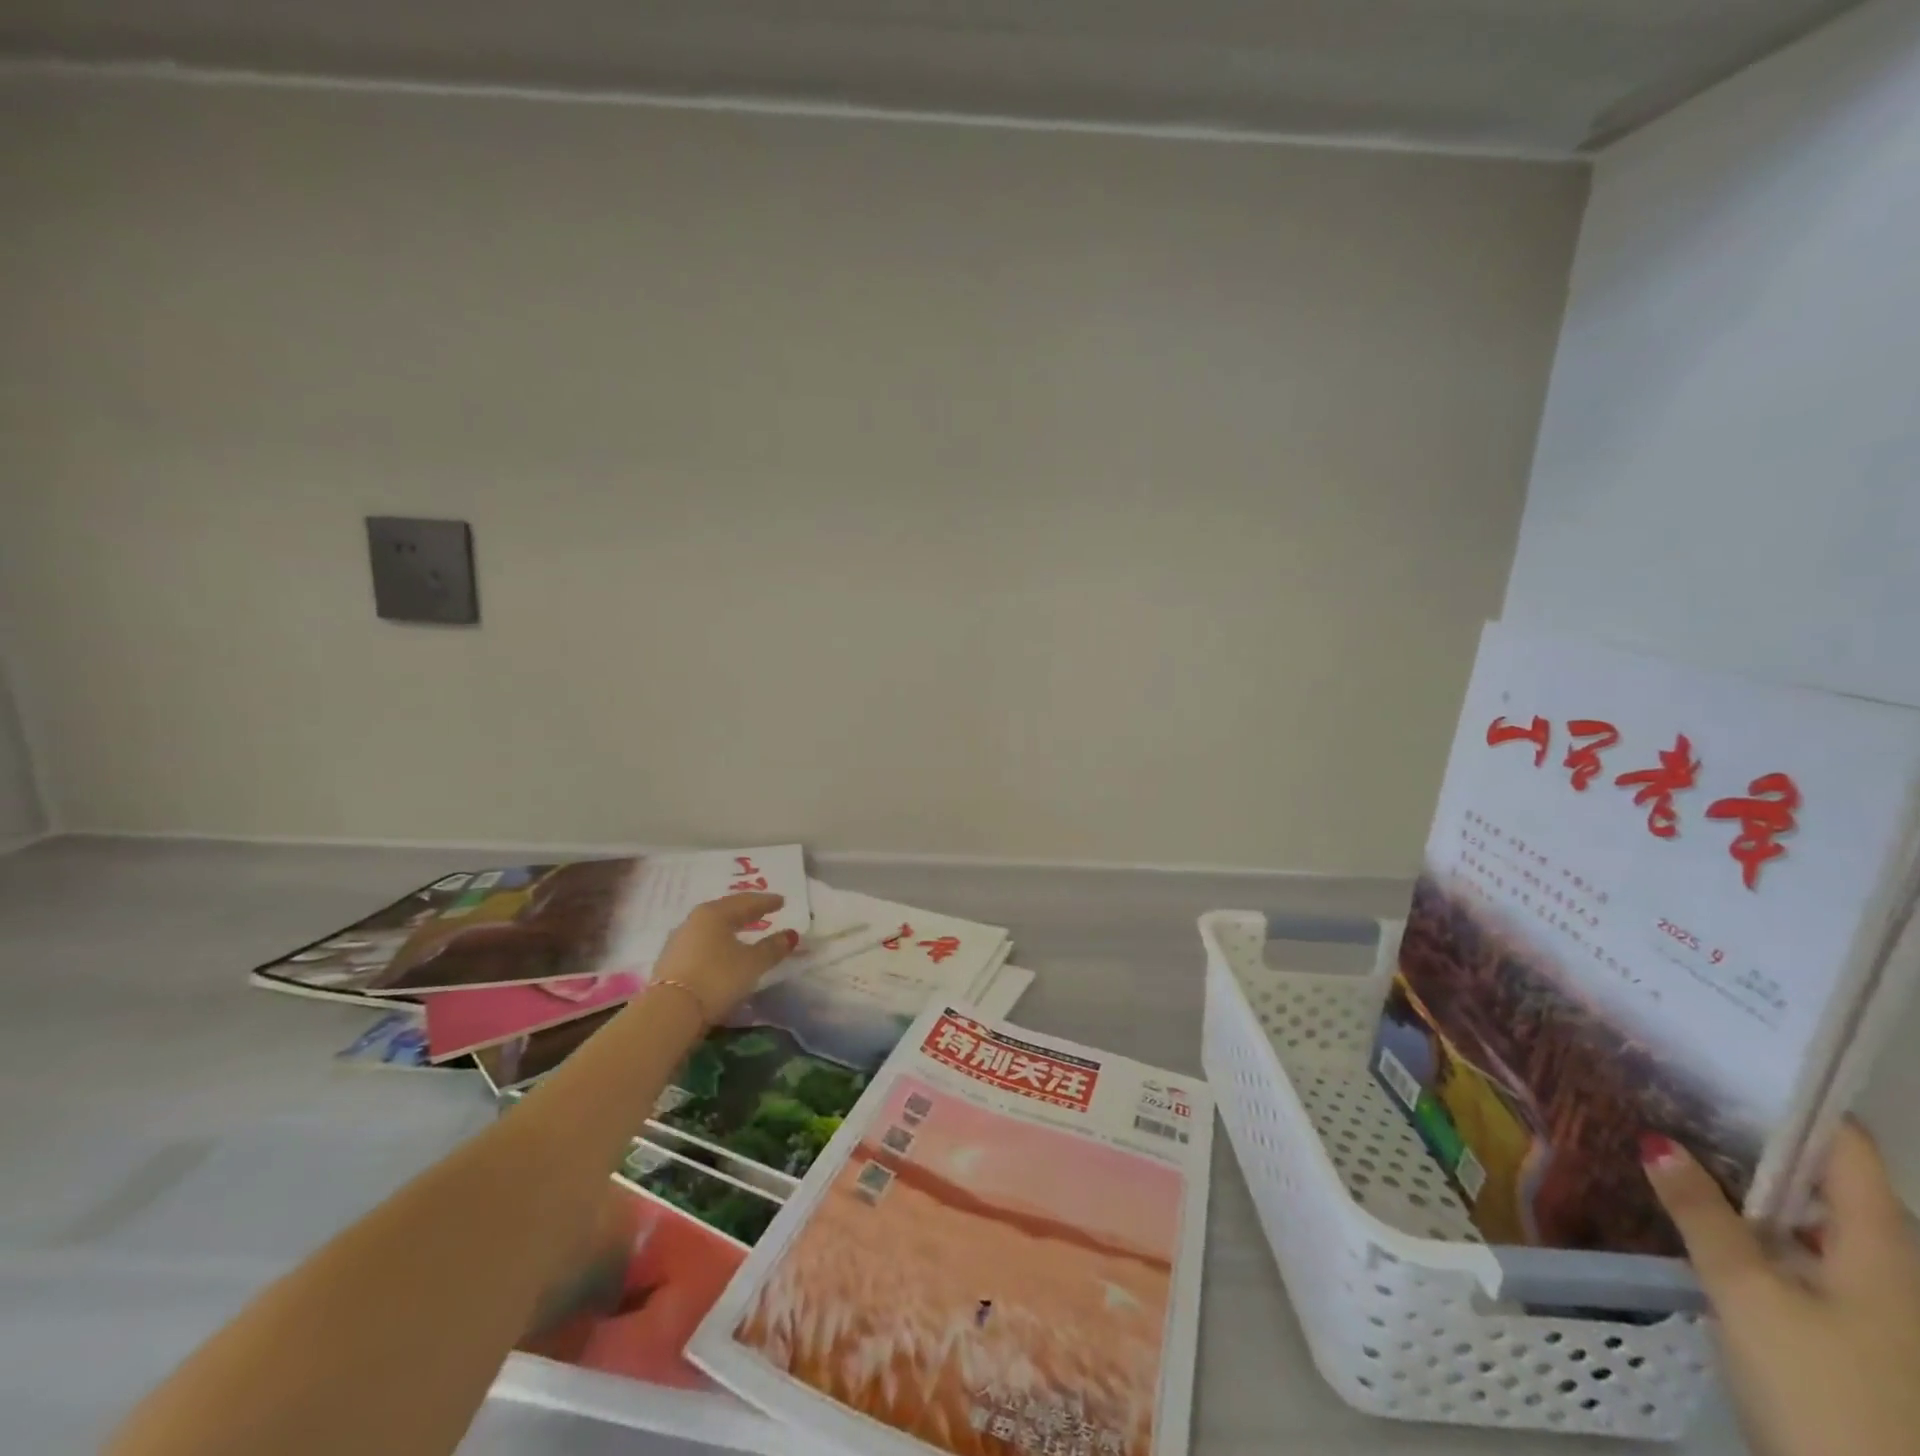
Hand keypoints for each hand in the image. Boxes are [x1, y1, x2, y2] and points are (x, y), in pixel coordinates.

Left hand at [649, 892, 796, 1020]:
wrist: (670, 1013)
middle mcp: (693, 921)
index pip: (745, 902)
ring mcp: (678, 941)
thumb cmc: (717, 978)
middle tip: (762, 912)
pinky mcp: (669, 963)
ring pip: (710, 928)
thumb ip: (772, 948)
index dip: (766, 902)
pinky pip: (700, 944)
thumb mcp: (752, 964)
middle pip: (725, 911)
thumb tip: (791, 935)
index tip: (781, 901)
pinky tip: (720, 952)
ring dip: (728, 928)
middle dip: (745, 911)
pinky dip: (715, 943)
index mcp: (714, 914)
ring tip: (742, 932)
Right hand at [1642, 1122, 1919, 1455]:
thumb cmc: (1823, 1388)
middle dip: (1755, 1136)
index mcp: (1882, 1249)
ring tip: (1675, 1139)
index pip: (1848, 1148)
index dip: (1798, 1102)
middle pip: (1826, 1179)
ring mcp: (1871, 1303)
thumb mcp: (1748, 1295)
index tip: (1730, 1062)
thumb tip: (1656, 1139)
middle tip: (1680, 1092)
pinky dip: (1752, 1221)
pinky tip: (1700, 1213)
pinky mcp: (1847, 1329)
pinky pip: (1797, 1250)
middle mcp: (1888, 1267)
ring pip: (1807, 1216)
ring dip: (1748, 1179)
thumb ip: (1702, 1215)